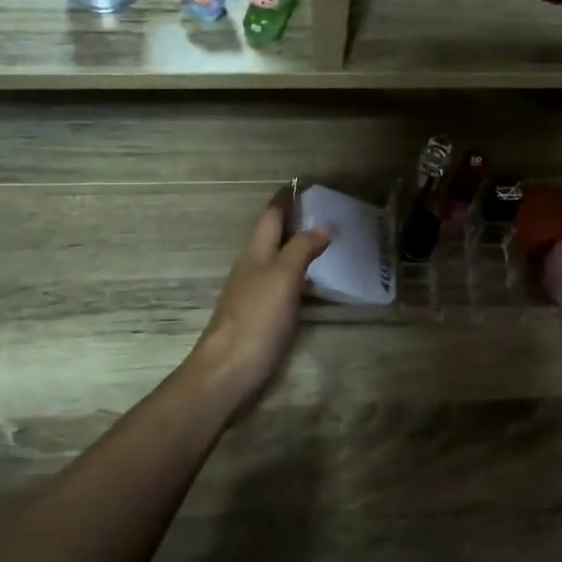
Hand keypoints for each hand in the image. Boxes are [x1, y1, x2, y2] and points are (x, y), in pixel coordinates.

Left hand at [190, 199, 330, 408]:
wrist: (229, 372)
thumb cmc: (256, 319)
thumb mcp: (282, 277)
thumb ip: (301, 249)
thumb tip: (322, 224)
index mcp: (255, 254)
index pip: (271, 217)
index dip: (287, 201)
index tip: (310, 188)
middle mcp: (253, 270)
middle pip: (274, 239)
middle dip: (298, 226)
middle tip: (333, 218)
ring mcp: (255, 296)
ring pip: (279, 264)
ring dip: (300, 253)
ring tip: (332, 249)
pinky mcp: (262, 321)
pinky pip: (284, 290)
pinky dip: (301, 281)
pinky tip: (316, 288)